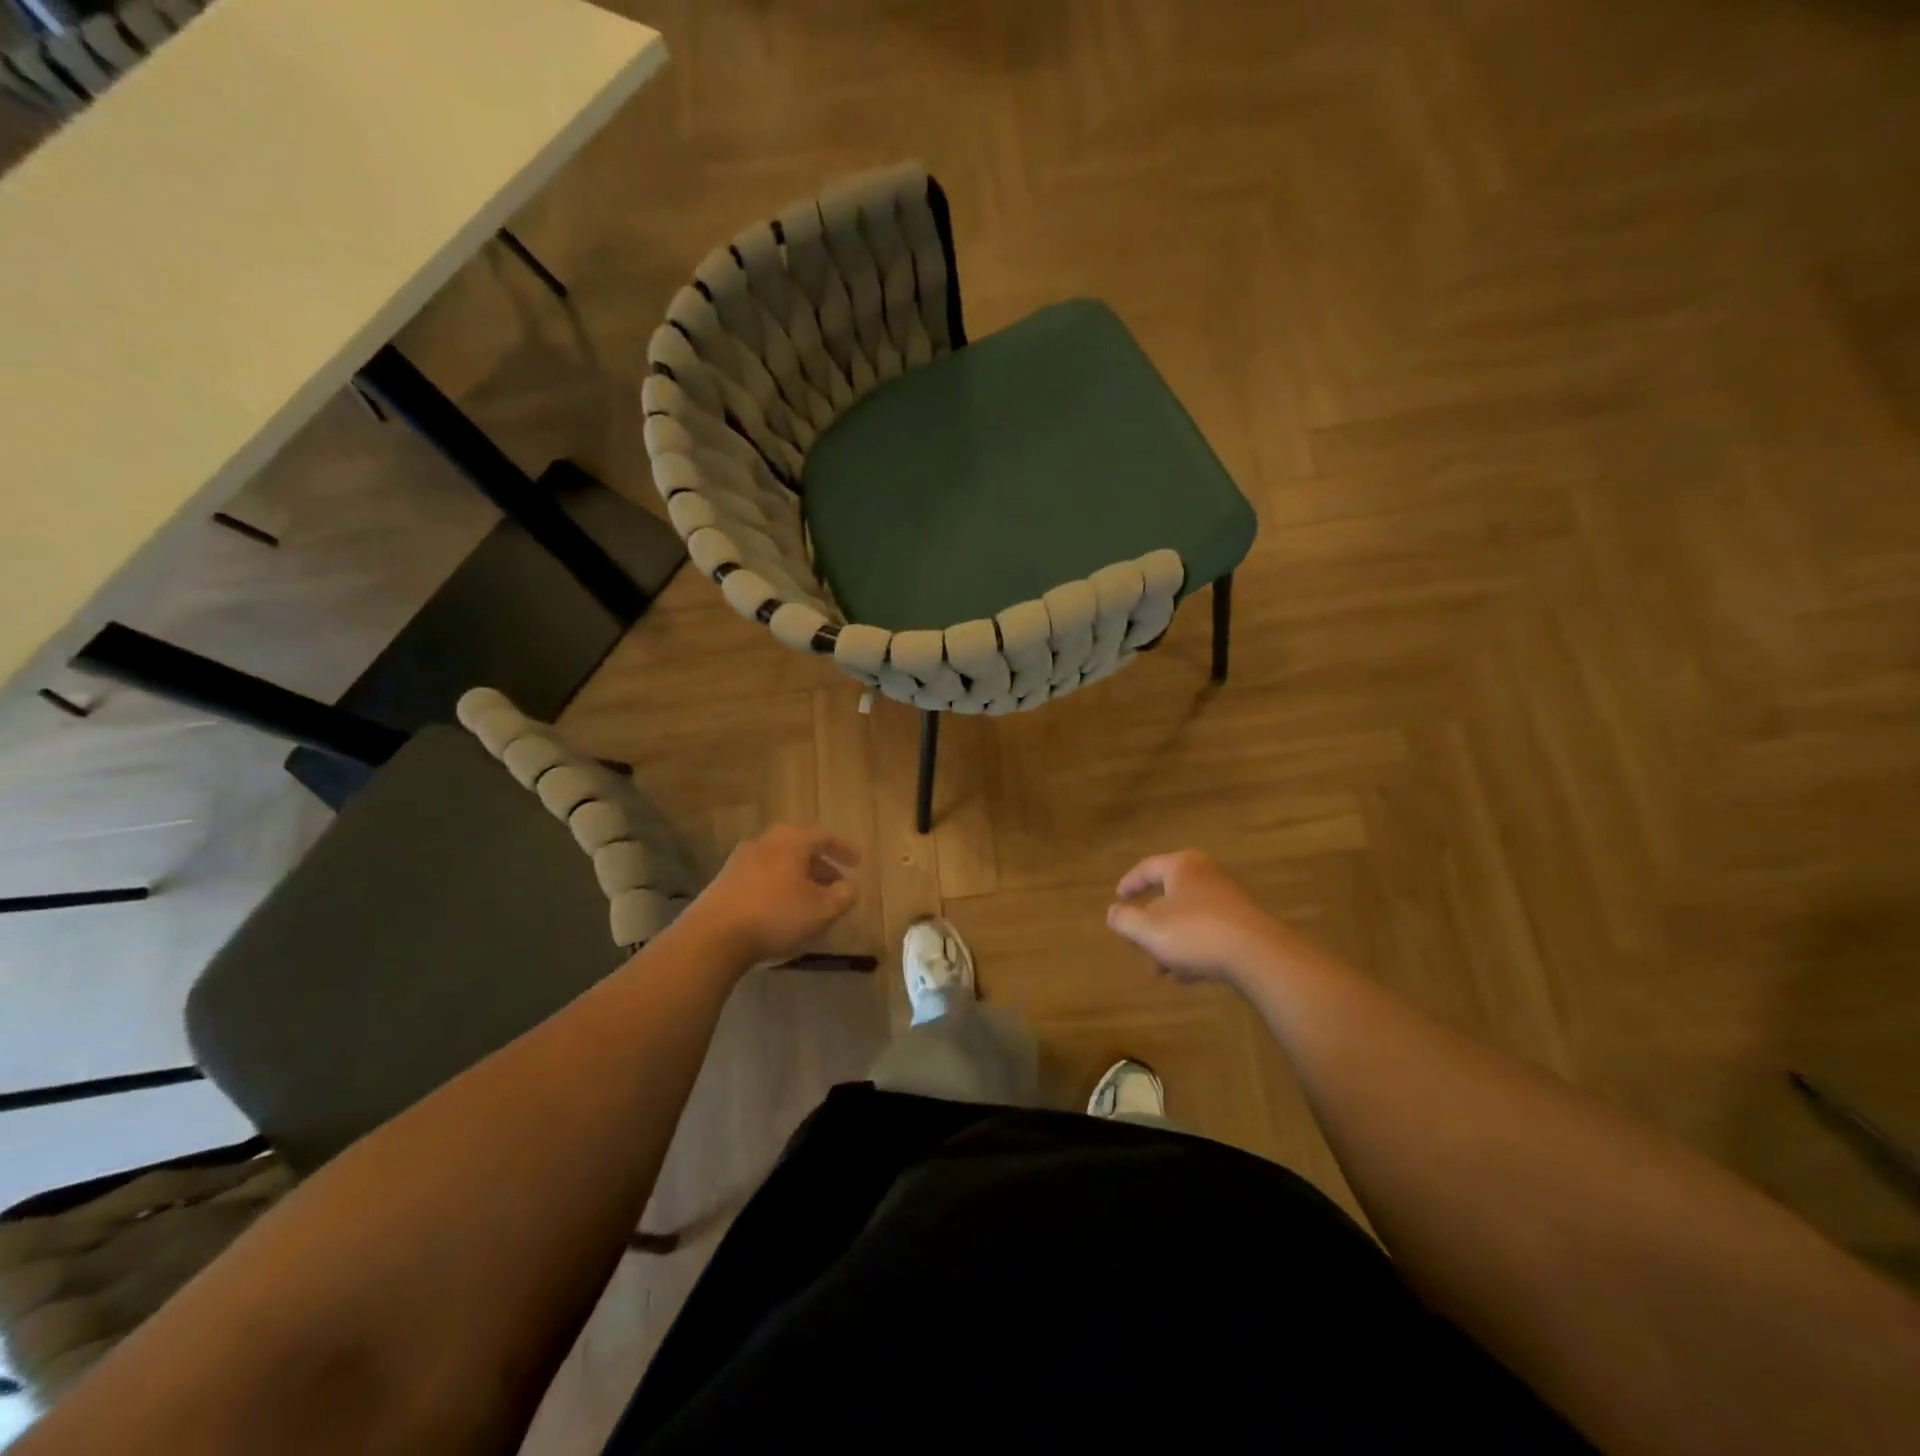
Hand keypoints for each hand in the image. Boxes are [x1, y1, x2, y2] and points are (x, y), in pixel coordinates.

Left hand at [681, 825, 858, 965]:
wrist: (713, 937)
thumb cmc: (776, 916)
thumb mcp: (822, 910)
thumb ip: (843, 896)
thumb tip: (850, 886)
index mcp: (791, 840)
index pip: (824, 837)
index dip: (844, 850)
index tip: (858, 864)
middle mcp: (765, 842)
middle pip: (799, 848)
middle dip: (820, 866)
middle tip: (835, 883)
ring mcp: (740, 860)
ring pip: (779, 863)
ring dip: (798, 878)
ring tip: (810, 900)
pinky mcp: (724, 882)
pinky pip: (761, 877)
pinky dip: (777, 888)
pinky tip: (781, 910)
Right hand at [1106, 849, 1285, 985]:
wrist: (1259, 956)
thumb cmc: (1196, 933)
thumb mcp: (1149, 929)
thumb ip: (1124, 920)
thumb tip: (1113, 912)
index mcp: (1182, 867)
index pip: (1147, 868)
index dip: (1129, 884)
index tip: (1117, 899)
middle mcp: (1206, 876)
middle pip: (1168, 897)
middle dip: (1150, 927)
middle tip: (1138, 946)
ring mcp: (1227, 900)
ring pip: (1187, 919)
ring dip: (1170, 944)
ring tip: (1161, 971)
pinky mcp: (1243, 924)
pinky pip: (1208, 933)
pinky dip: (1193, 949)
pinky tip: (1188, 975)